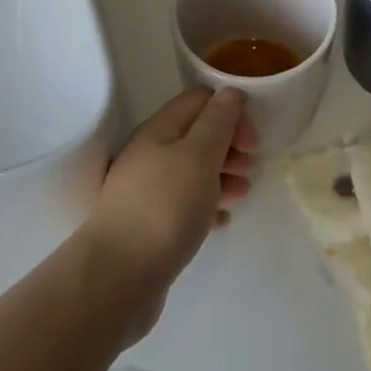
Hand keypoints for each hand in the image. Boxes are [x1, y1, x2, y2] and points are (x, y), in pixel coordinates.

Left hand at [80, 88, 258, 337]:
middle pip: (197, 135)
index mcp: (160, 129)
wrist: (117, 278)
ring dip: (222, 176)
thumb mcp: (199, 156)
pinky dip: (207, 206)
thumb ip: (217, 122)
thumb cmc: (165, 206)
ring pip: (192, 171)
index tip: (252, 138)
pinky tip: (222, 221)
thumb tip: (230, 92)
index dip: (230, 110)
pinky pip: (184, 205)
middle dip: (229, 145)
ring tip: (242, 195)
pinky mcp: (149, 225)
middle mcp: (150, 153)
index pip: (199, 100)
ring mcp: (147, 190)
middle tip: (251, 167)